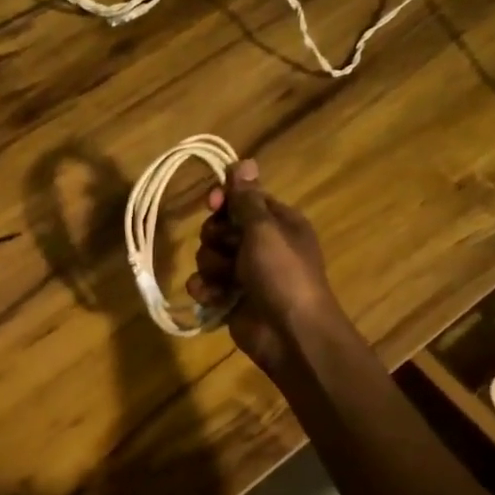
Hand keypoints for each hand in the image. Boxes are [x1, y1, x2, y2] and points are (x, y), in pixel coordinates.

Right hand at [186, 159, 337, 374]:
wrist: (290, 333)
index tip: (212, 204)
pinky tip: (212, 297)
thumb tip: (244, 160)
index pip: (243, 200)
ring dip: (210, 267)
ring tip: (225, 280)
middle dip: (216, 238)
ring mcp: (245, 273)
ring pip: (208, 256)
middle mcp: (262, 245)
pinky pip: (205, 283)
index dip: (224, 200)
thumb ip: (247, 198)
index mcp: (278, 223)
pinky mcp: (230, 298)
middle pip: (220, 227)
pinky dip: (205, 289)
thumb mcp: (264, 230)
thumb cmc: (282, 274)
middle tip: (227, 248)